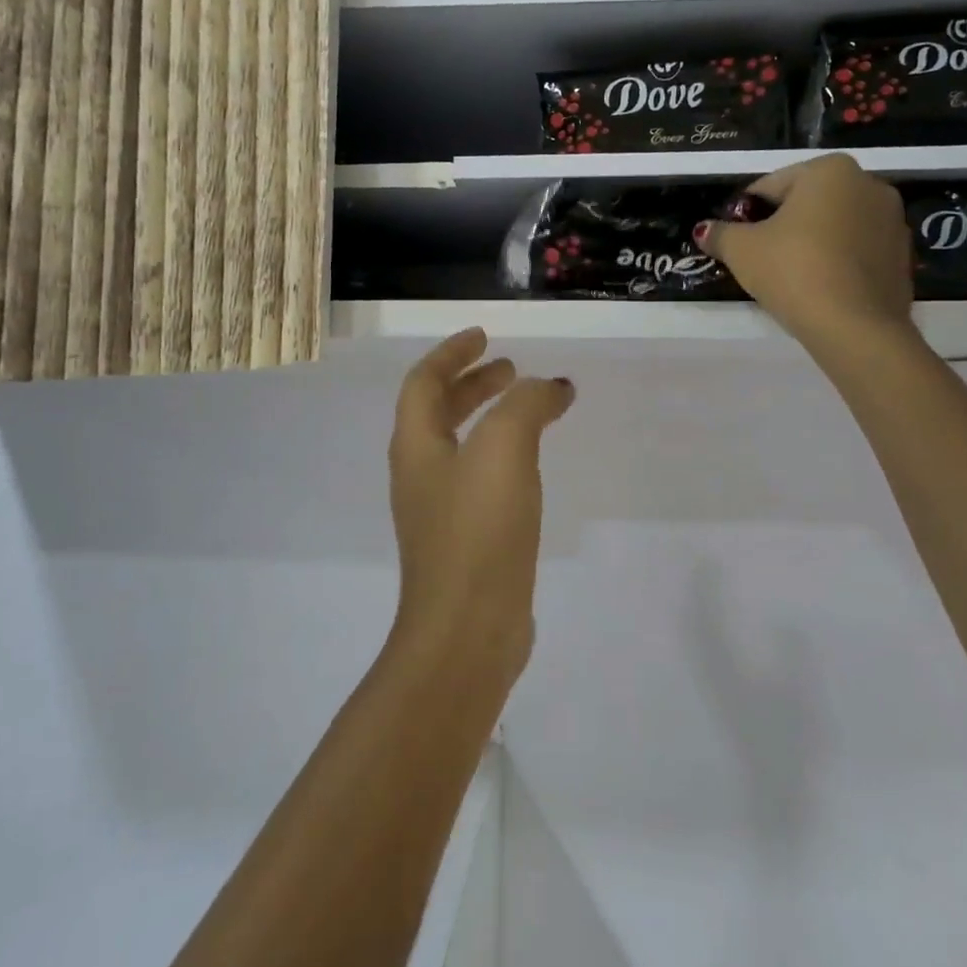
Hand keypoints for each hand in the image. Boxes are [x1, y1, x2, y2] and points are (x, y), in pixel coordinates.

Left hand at [386, 329, 575, 683]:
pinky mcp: (464, 542)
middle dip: (473, 384)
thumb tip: (550, 387)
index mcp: (416, 447)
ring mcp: (439, 512)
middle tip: (512, 370)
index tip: (485, 336)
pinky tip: (530, 467)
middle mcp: (420, 475)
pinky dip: (503, 456)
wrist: (469, 630)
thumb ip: (526, 406)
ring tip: (529, 410)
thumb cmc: (479, 531)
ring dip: (490, 418)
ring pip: (461, 446)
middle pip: (439, 412)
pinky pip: (480, 479)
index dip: (452, 353)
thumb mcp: (504, 450)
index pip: (424, 382)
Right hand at [695, 153, 914, 348]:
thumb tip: (704, 230)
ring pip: (834, 227)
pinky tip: (819, 289)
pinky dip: (836, 263)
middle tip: (760, 260)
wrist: (855, 326)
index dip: (745, 215)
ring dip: (811, 243)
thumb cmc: (793, 271)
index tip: (735, 241)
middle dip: (782, 226)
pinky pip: (856, 252)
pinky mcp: (902, 256)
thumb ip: (720, 234)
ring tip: (789, 277)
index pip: (770, 186)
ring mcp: (893, 220)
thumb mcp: (741, 251)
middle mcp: (869, 184)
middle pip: (806, 203)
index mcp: (829, 170)